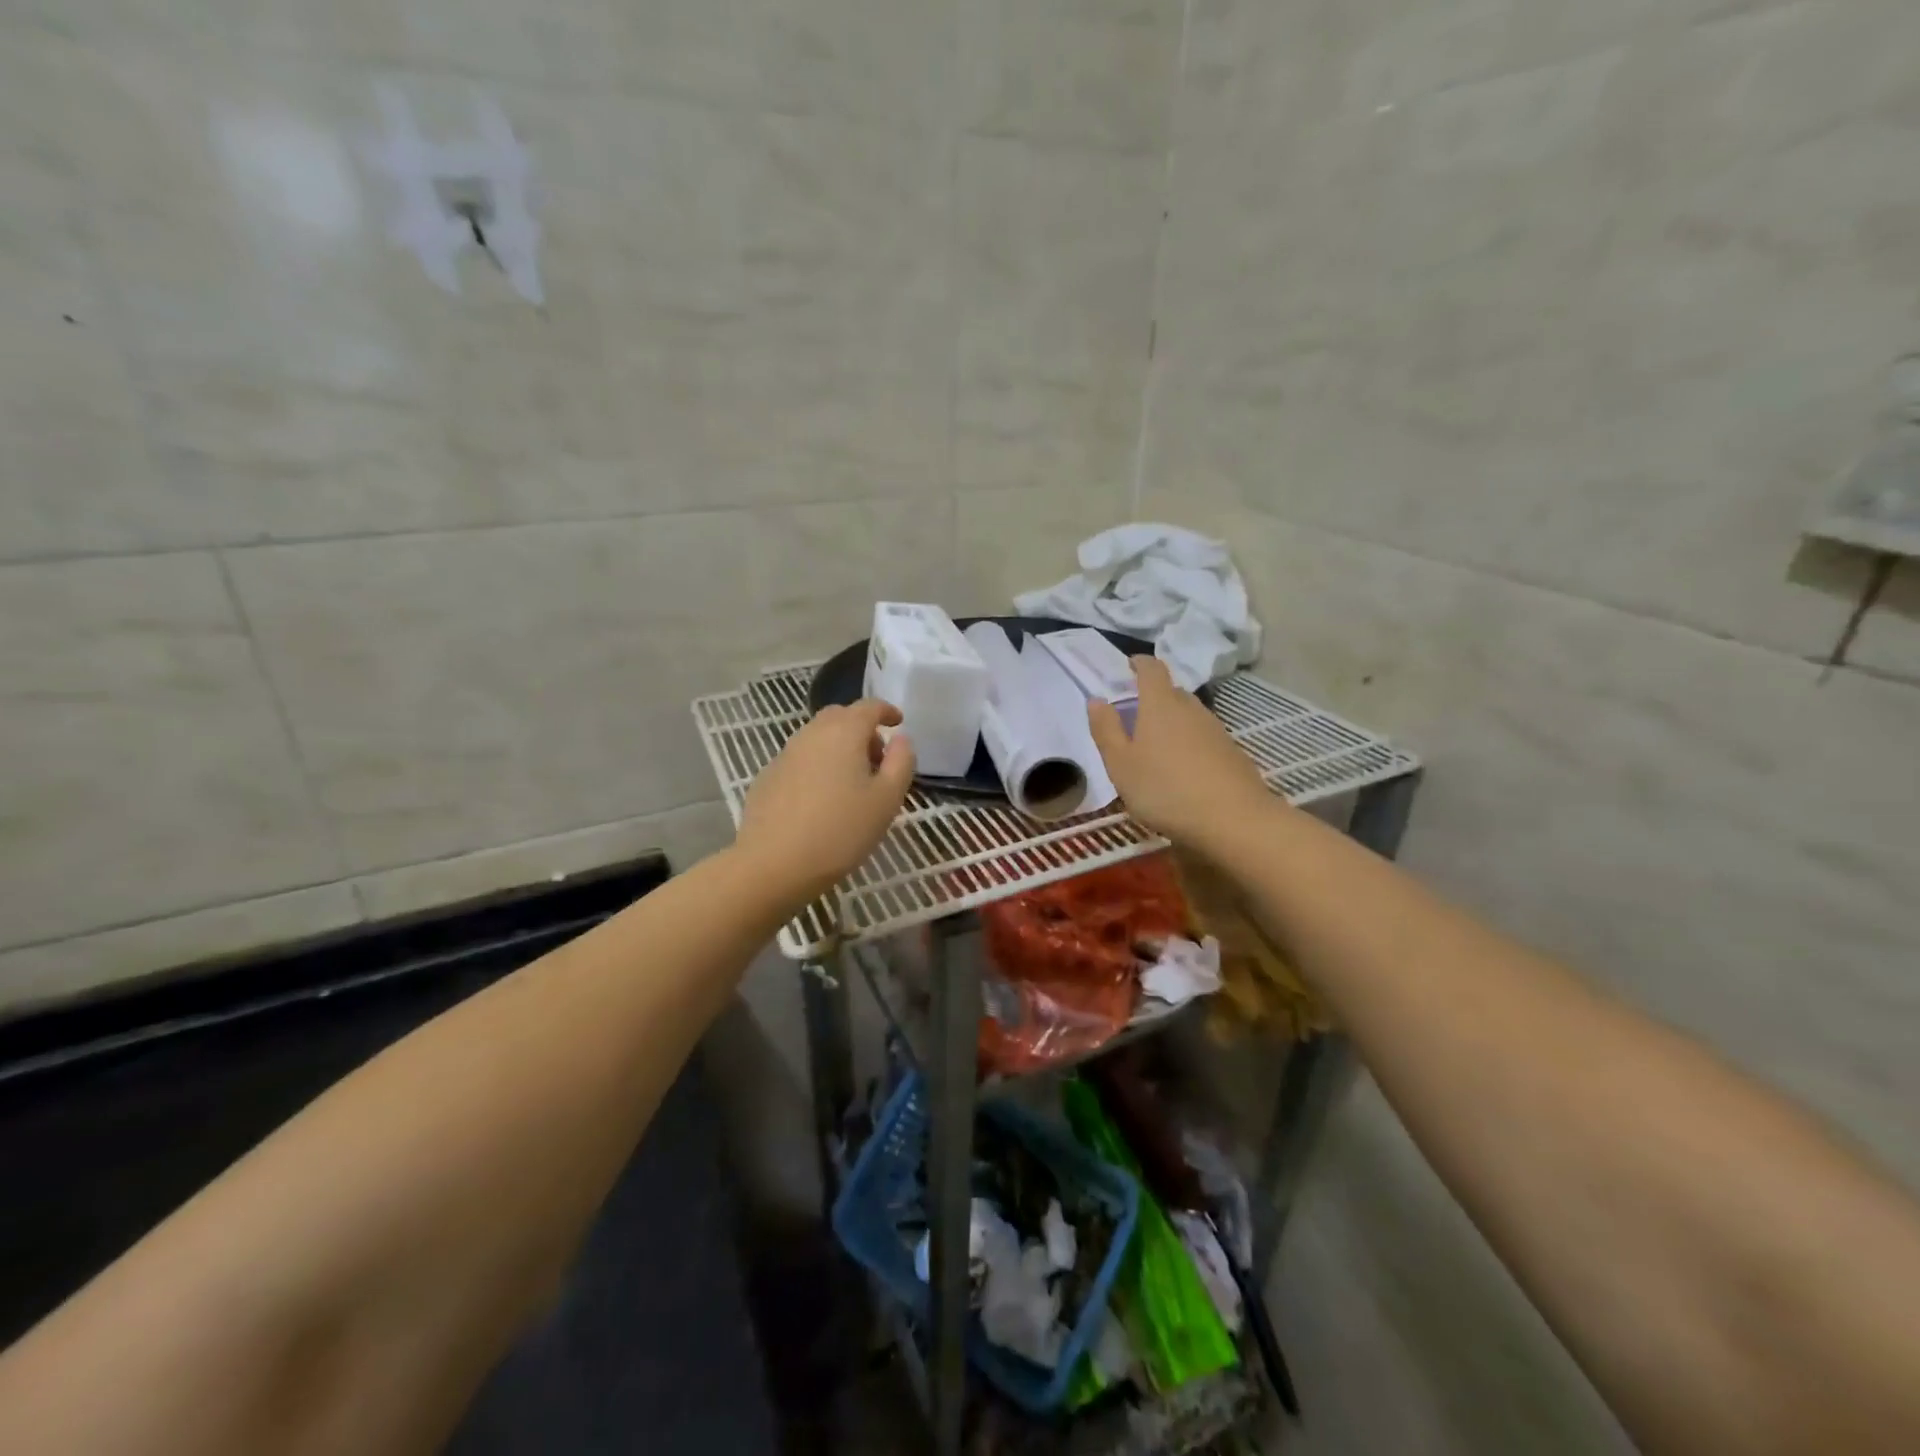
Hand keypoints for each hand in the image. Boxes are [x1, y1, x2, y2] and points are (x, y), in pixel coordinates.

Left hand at [735, 699, 915, 903]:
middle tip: (878, 759)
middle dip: (862, 730)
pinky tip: (821, 800)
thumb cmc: (841, 831)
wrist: (773, 864)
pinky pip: (800, 760)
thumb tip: (901, 740)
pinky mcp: (767, 777)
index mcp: (844, 732)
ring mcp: (785, 755)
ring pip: (817, 738)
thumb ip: (901, 762)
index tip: (898, 722)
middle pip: (840, 717)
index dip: (887, 711)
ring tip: (852, 783)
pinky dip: (817, 766)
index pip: (869, 707)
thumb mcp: (887, 800)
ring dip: (838, 748)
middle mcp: (811, 734)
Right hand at [1087, 657, 1276, 854]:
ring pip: (1189, 716)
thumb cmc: (1164, 789)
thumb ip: (1106, 730)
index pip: (1151, 669)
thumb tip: (1097, 699)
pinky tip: (1183, 770)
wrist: (1234, 820)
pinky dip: (1189, 744)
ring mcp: (1216, 730)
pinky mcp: (1232, 752)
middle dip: (1152, 697)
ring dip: (1172, 723)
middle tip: (1134, 716)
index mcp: (1160, 704)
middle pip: (1171, 692)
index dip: (1139, 663)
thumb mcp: (1120, 764)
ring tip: (1156, 747)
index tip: (1128, 666)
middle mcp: (1190, 709)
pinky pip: (1204, 738)